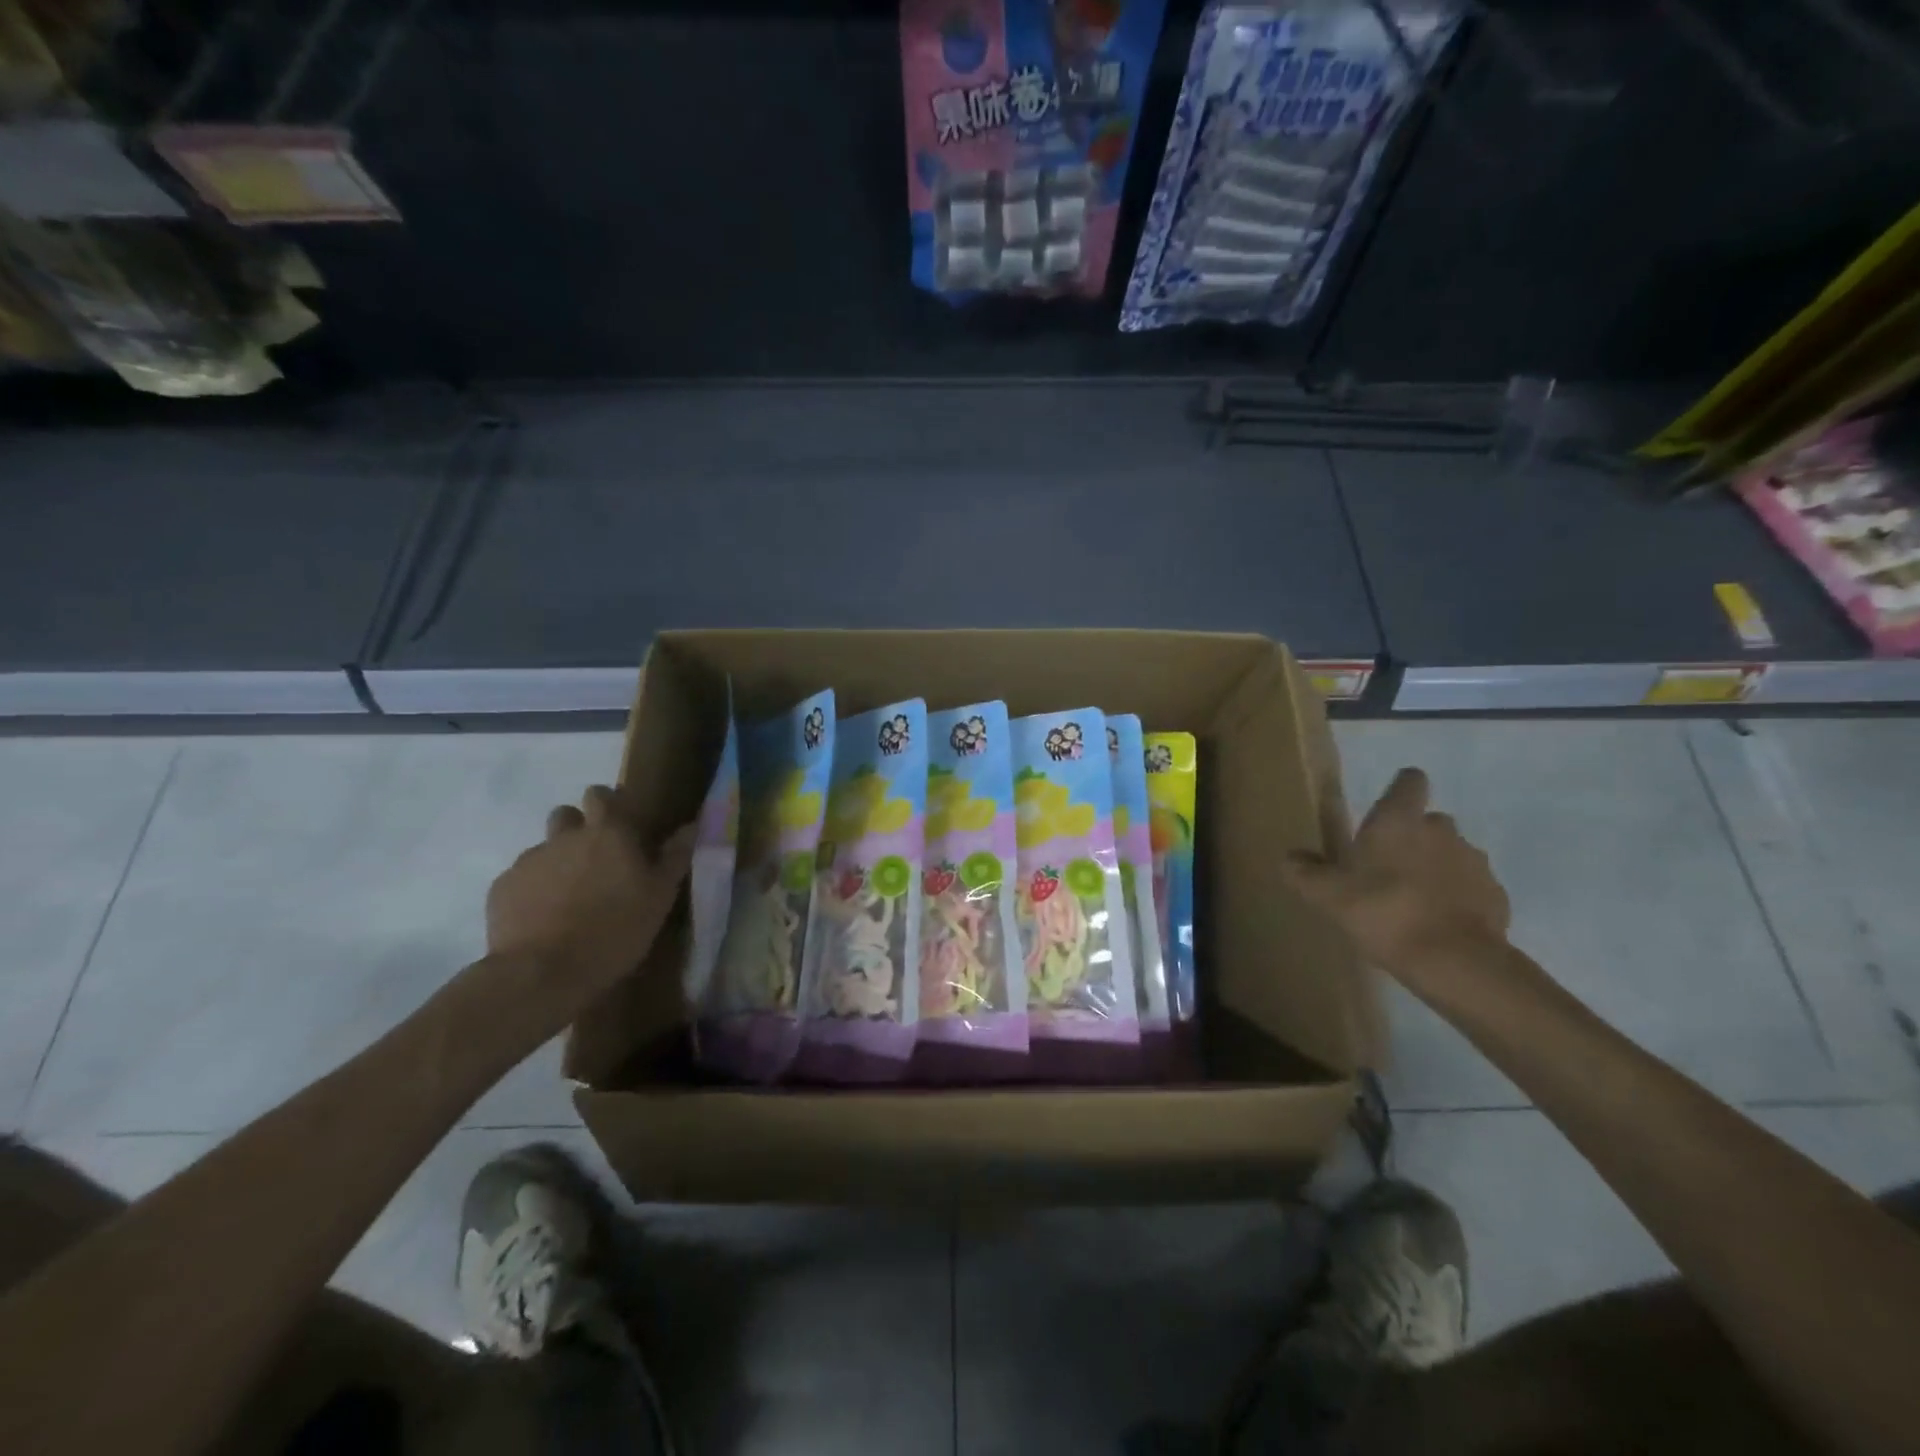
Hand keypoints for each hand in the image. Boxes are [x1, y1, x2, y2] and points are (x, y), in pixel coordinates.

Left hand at [484, 785, 693, 1016]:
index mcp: (609, 834)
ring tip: (567, 896)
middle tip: (594, 860)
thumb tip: (691, 825)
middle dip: (577, 828)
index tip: (619, 821)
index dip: (609, 802)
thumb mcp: (660, 897)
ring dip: (556, 862)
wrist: (542, 972)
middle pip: (566, 814)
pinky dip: (532, 891)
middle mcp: (566, 837)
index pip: (602, 795)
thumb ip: (674, 857)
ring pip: (544, 849)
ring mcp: (530, 861)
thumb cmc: (615, 930)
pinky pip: (521, 879)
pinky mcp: (502, 888)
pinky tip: (542, 919)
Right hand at [1281, 767, 1510, 984]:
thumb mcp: (1325, 894)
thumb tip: (1290, 857)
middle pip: (1428, 821)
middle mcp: (1441, 830)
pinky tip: (1437, 922)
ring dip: (1435, 867)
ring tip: (1412, 900)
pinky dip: (1455, 897)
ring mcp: (1474, 862)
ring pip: (1451, 854)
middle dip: (1412, 838)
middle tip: (1386, 868)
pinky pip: (1470, 887)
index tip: (1384, 811)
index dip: (1399, 791)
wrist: (1454, 962)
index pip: (1410, 780)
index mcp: (1399, 820)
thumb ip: (1303, 871)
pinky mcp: (1496, 895)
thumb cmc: (1382, 911)